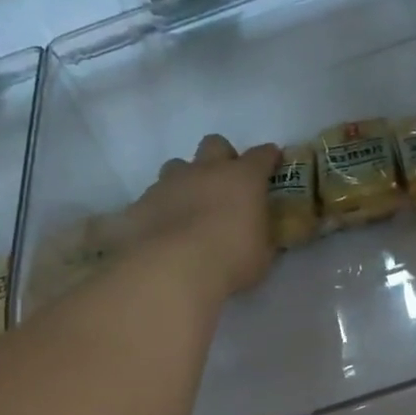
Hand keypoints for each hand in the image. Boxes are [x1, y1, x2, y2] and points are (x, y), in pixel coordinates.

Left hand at [127, 135, 280, 299]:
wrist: (173, 270)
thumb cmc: (231, 260)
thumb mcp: (262, 254)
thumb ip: (263, 236)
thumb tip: (262, 235)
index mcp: (243, 179)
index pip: (261, 156)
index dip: (269, 158)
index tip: (273, 164)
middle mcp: (206, 171)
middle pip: (215, 144)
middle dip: (222, 158)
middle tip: (226, 183)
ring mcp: (170, 183)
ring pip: (179, 166)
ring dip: (187, 180)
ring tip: (191, 206)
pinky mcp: (142, 201)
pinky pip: (154, 196)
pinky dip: (163, 207)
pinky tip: (165, 229)